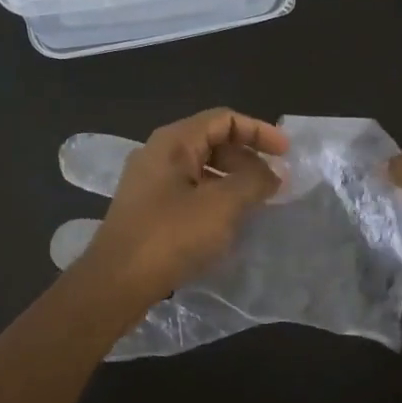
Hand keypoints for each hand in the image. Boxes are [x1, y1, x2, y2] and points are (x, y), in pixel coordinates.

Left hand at [73, 108, 288, 307]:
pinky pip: (189, 192)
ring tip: (256, 205)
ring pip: (201, 169)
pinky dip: (215, 199)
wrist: (115, 283)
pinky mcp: (147, 210)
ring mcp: (149, 183)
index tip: (286, 154)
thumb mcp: (222, 205)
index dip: (259, 131)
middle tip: (273, 184)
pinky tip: (228, 224)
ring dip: (233, 181)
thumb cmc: (170, 236)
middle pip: (212, 141)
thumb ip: (253, 181)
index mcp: (173, 141)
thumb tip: (272, 173)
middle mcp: (158, 154)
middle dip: (247, 158)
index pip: (224, 119)